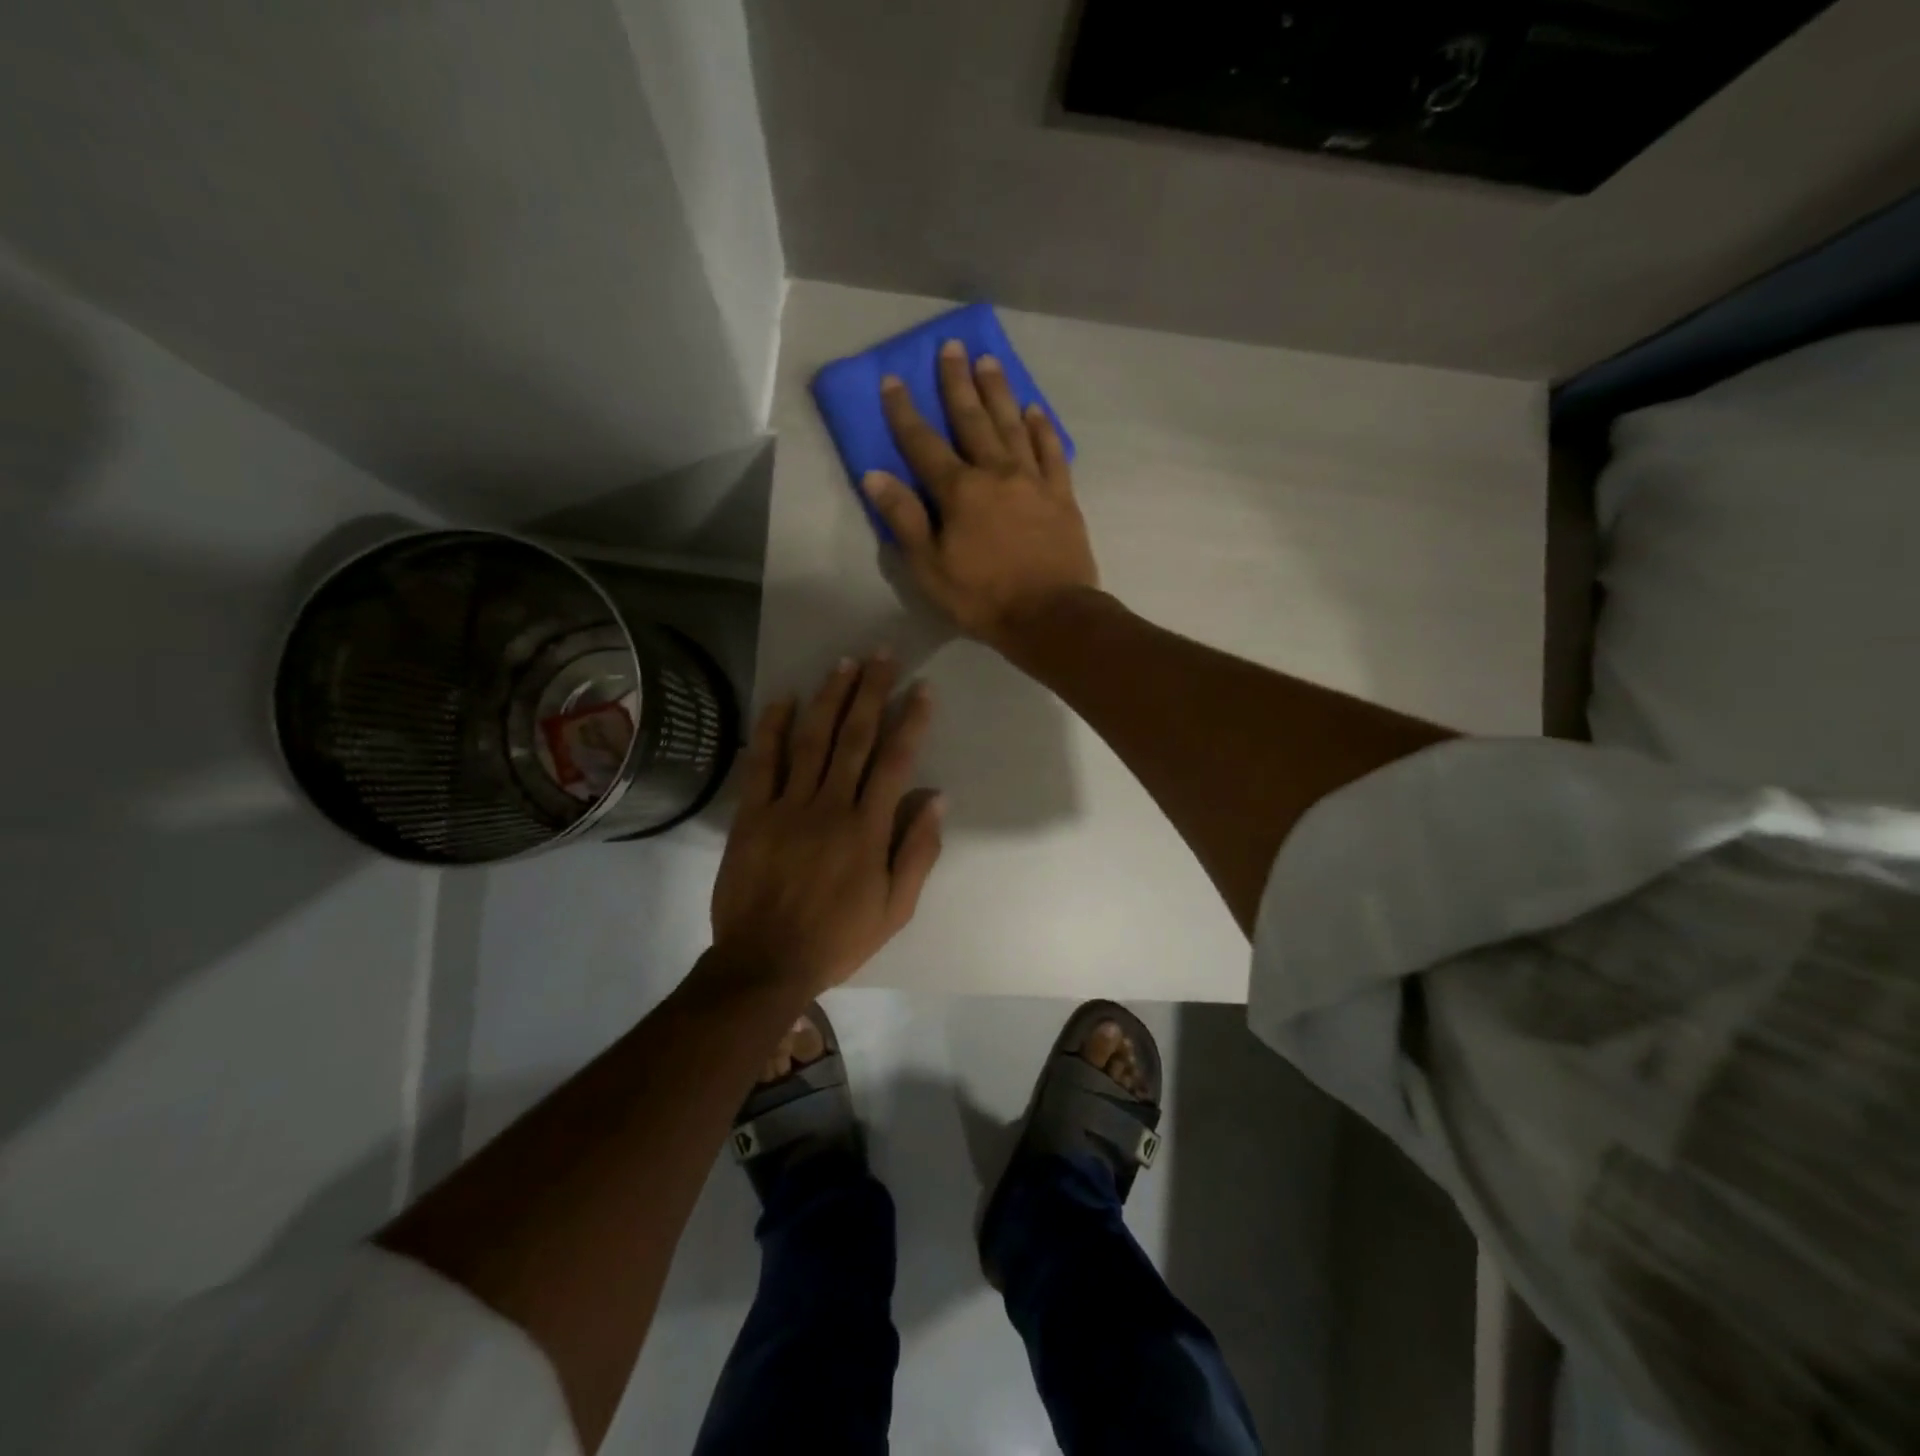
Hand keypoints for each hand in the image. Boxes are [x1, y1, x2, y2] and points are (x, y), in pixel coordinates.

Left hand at [709, 653, 943, 998]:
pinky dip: (772, 727)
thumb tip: (937, 798)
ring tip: (844, 664)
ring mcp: (787, 806)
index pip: (895, 761)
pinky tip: (783, 698)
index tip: (922, 689)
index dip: (911, 721)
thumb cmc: (838, 938)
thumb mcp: (895, 908)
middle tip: (882, 655)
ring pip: (812, 739)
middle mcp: (830, 805)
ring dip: (830, 698)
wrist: (765, 962)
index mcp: (868, 828)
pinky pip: (763, 762)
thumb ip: (917, 851)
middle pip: (855, 737)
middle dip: (871, 692)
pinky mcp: (752, 813)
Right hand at [862, 340, 1100, 651]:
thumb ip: (904, 519)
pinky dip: (1042, 428)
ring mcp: (1033, 481)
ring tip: (989, 362)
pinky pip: (1051, 452)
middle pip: (973, 419)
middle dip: (957, 382)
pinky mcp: (1062, 495)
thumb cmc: (983, 598)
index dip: (904, 411)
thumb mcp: (930, 568)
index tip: (892, 378)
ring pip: (1013, 425)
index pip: (923, 443)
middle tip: (951, 346)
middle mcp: (996, 472)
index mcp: (959, 491)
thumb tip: (875, 475)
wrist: (1051, 616)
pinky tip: (1035, 410)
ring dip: (999, 392)